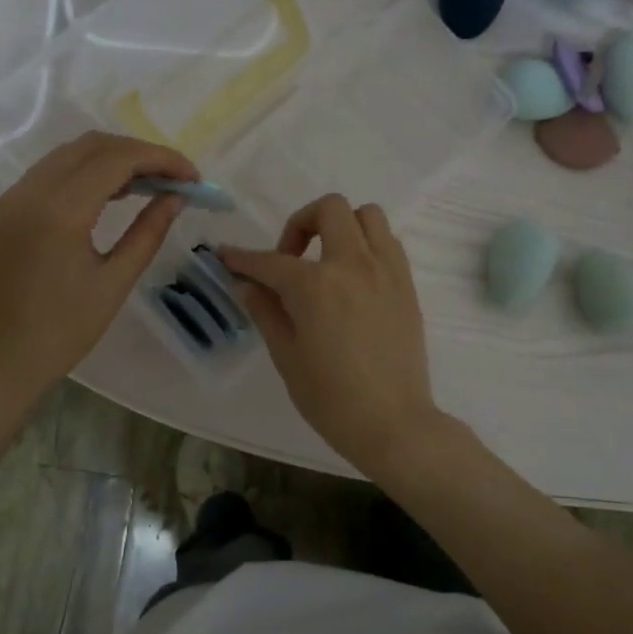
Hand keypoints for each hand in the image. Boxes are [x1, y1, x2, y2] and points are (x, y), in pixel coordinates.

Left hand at [0, 132, 196, 407]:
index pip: (116, 159)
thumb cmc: (62, 332)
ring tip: (148, 185)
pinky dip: (84, 173)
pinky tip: (110, 196)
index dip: (160, 158)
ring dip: (111, 160)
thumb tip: (175, 197)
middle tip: (173, 178)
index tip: (193, 176)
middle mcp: (30, 191)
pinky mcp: (3, 211)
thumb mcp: (114, 282)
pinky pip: (49, 174)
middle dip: (138, 153)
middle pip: (91, 145)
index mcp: (59, 211)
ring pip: (68, 155)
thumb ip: (148, 233)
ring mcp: (11, 198)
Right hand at [218, 195, 441, 478]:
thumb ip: (266, 311)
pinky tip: (353, 278)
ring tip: (327, 261)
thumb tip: (246, 284)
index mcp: (316, 285)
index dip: (242, 258)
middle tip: (290, 259)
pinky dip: (366, 245)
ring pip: (367, 215)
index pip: (270, 261)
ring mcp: (386, 271)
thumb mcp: (286, 356)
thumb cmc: (331, 398)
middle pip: (329, 210)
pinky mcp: (407, 284)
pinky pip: (388, 242)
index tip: (226, 256)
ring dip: (341, 226)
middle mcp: (353, 264)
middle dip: (300, 223)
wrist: (393, 423)